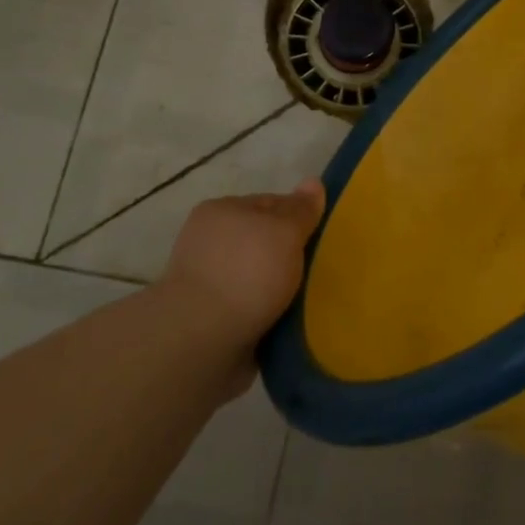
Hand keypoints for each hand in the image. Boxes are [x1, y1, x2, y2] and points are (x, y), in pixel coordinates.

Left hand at [160, 180, 325, 383]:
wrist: (201, 341)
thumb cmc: (246, 273)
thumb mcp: (284, 231)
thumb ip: (301, 209)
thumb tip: (313, 182)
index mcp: (221, 212)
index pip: (270, 203)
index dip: (299, 217)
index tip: (324, 236)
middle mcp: (211, 243)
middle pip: (264, 242)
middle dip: (290, 256)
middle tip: (323, 269)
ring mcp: (209, 284)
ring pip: (260, 278)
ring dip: (281, 290)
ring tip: (313, 301)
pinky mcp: (212, 320)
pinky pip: (253, 310)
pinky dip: (270, 315)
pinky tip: (292, 323)